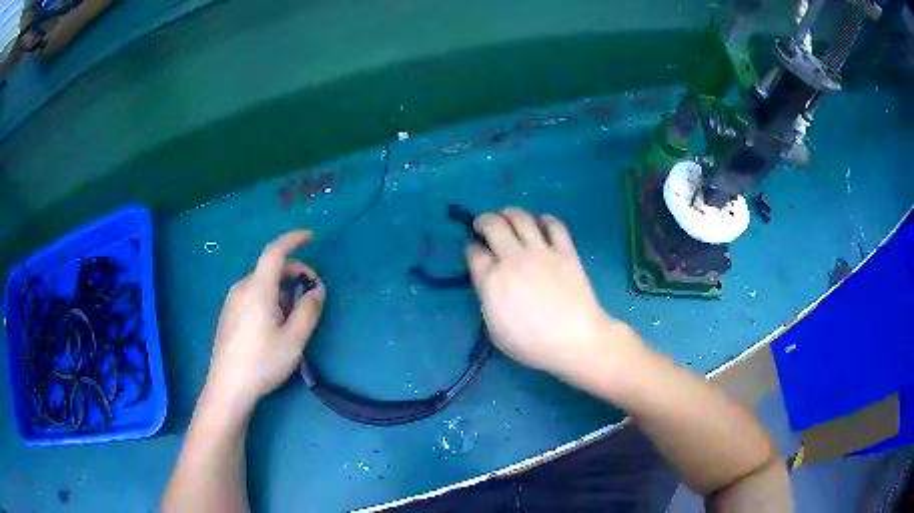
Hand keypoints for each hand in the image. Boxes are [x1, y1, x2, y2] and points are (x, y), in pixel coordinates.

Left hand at [205, 230, 325, 412]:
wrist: (228, 387)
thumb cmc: (262, 362)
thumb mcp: (294, 340)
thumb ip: (309, 310)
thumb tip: (317, 289)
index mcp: (258, 289)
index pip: (275, 252)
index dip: (293, 240)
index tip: (310, 236)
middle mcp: (242, 288)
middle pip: (271, 269)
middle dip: (294, 275)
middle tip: (311, 298)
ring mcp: (232, 301)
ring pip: (262, 283)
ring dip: (282, 290)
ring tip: (292, 319)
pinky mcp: (228, 313)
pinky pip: (252, 294)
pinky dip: (269, 298)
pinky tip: (273, 325)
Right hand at [466, 209, 637, 376]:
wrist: (575, 340)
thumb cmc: (532, 344)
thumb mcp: (495, 330)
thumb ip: (488, 300)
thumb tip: (489, 282)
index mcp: (492, 280)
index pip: (474, 252)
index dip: (472, 249)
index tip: (475, 252)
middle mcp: (513, 258)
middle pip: (493, 225)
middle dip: (483, 221)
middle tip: (483, 225)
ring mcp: (541, 252)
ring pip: (521, 217)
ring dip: (509, 213)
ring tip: (507, 216)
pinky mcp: (565, 251)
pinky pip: (554, 225)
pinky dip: (545, 220)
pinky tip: (541, 223)